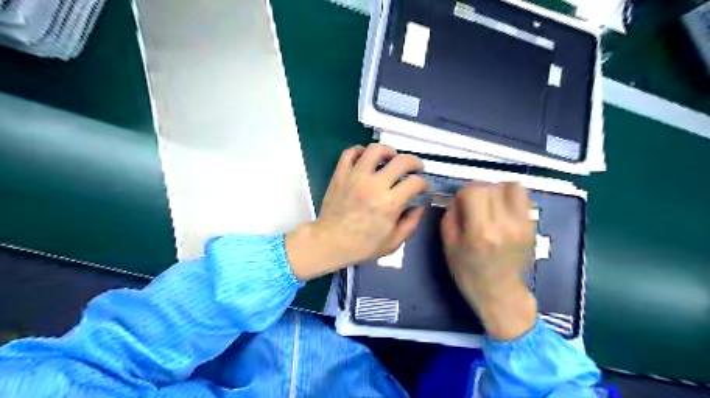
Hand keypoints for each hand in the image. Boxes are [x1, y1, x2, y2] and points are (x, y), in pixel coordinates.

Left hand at [285, 143, 426, 278]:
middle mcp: (374, 185)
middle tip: (414, 169)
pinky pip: (350, 153)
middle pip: (401, 161)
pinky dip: (360, 151)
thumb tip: (419, 207)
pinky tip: (366, 158)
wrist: (330, 242)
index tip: (421, 188)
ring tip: (391, 158)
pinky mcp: (341, 174)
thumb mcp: (393, 242)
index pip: (415, 182)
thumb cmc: (362, 245)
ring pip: (375, 150)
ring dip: (388, 151)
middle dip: (414, 162)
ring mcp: (356, 176)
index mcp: (390, 203)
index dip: (423, 184)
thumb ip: (411, 223)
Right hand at [442, 181, 534, 339]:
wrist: (500, 294)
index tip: (460, 203)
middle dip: (478, 190)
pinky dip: (510, 197)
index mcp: (480, 231)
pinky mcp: (531, 226)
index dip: (463, 193)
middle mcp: (503, 224)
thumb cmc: (470, 273)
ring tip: (490, 202)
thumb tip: (457, 199)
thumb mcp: (449, 247)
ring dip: (497, 189)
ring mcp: (521, 224)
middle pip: (491, 186)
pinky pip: (524, 198)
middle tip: (473, 203)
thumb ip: (450, 218)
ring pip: (512, 187)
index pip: (474, 190)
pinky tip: (502, 210)